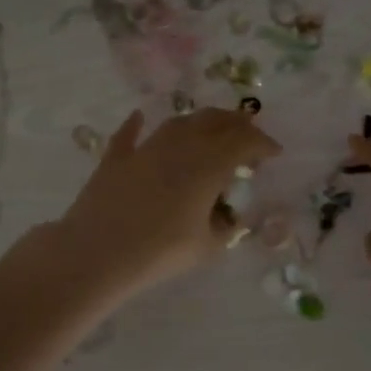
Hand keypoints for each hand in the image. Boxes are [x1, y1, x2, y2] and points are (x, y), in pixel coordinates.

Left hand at [57, 108, 280, 298]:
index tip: (274, 152)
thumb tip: (230, 220)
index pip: (243, 142)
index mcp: (208, 165)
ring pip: (178, 123)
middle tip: (248, 133)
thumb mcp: (205, 247)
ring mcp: (145, 148)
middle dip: (236, 124)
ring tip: (210, 129)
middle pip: (214, 122)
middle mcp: (180, 146)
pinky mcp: (116, 158)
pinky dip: (138, 125)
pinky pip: (130, 135)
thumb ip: (224, 229)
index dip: (262, 143)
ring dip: (199, 121)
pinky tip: (140, 117)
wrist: (97, 253)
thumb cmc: (159, 252)